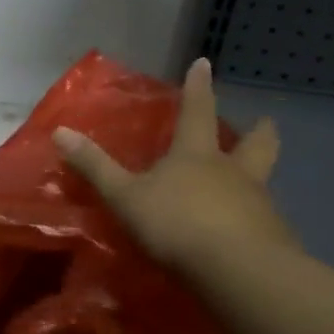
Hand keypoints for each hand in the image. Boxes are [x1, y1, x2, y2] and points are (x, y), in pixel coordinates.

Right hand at [52, 58, 294, 273]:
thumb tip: (60, 131)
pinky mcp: (272, 239)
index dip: (199, 87)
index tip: (205, 63)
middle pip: (255, 144)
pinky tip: (249, 230)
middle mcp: (233, 172)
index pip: (198, 111)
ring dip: (258, 175)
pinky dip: (258, 219)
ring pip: (262, 181)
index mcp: (197, 155)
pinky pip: (265, 220)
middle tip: (267, 121)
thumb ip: (96, 167)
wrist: (237, 270)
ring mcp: (258, 204)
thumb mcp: (126, 197)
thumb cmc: (177, 223)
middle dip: (258, 131)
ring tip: (253, 181)